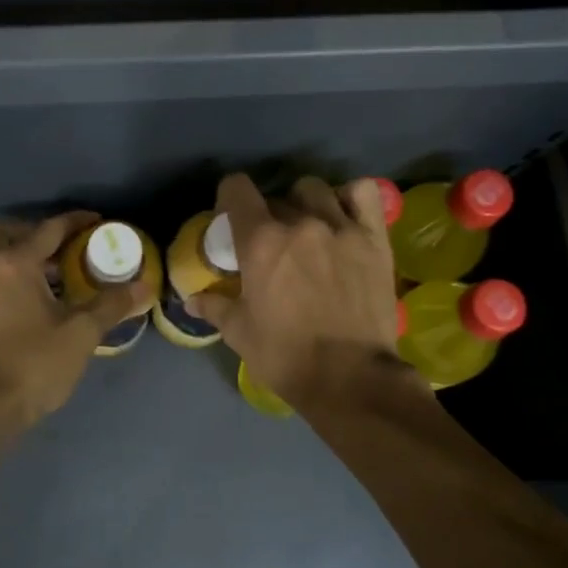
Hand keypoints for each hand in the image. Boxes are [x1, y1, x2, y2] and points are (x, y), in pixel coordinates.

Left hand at [0, 211, 150, 427]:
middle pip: (7, 232)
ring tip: (64, 272)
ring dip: (28, 255)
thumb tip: (143, 286)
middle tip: (66, 246)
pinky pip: (0, 278)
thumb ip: (112, 304)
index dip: (76, 221)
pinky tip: (48, 299)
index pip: (49, 229)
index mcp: (16, 265)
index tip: (100, 222)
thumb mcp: (82, 332)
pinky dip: (21, 276)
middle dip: (36, 231)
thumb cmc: (36, 363)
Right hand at [186, 175, 411, 408]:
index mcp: (260, 241)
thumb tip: (192, 300)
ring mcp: (341, 227)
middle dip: (268, 216)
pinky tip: (344, 218)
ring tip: (308, 230)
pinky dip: (350, 198)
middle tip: (271, 245)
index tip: (231, 218)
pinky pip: (362, 193)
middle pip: (276, 197)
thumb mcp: (239, 334)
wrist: (349, 377)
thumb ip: (215, 307)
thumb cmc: (285, 357)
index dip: (230, 198)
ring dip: (304, 204)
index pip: (237, 189)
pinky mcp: (375, 238)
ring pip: (316, 190)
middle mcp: (300, 223)